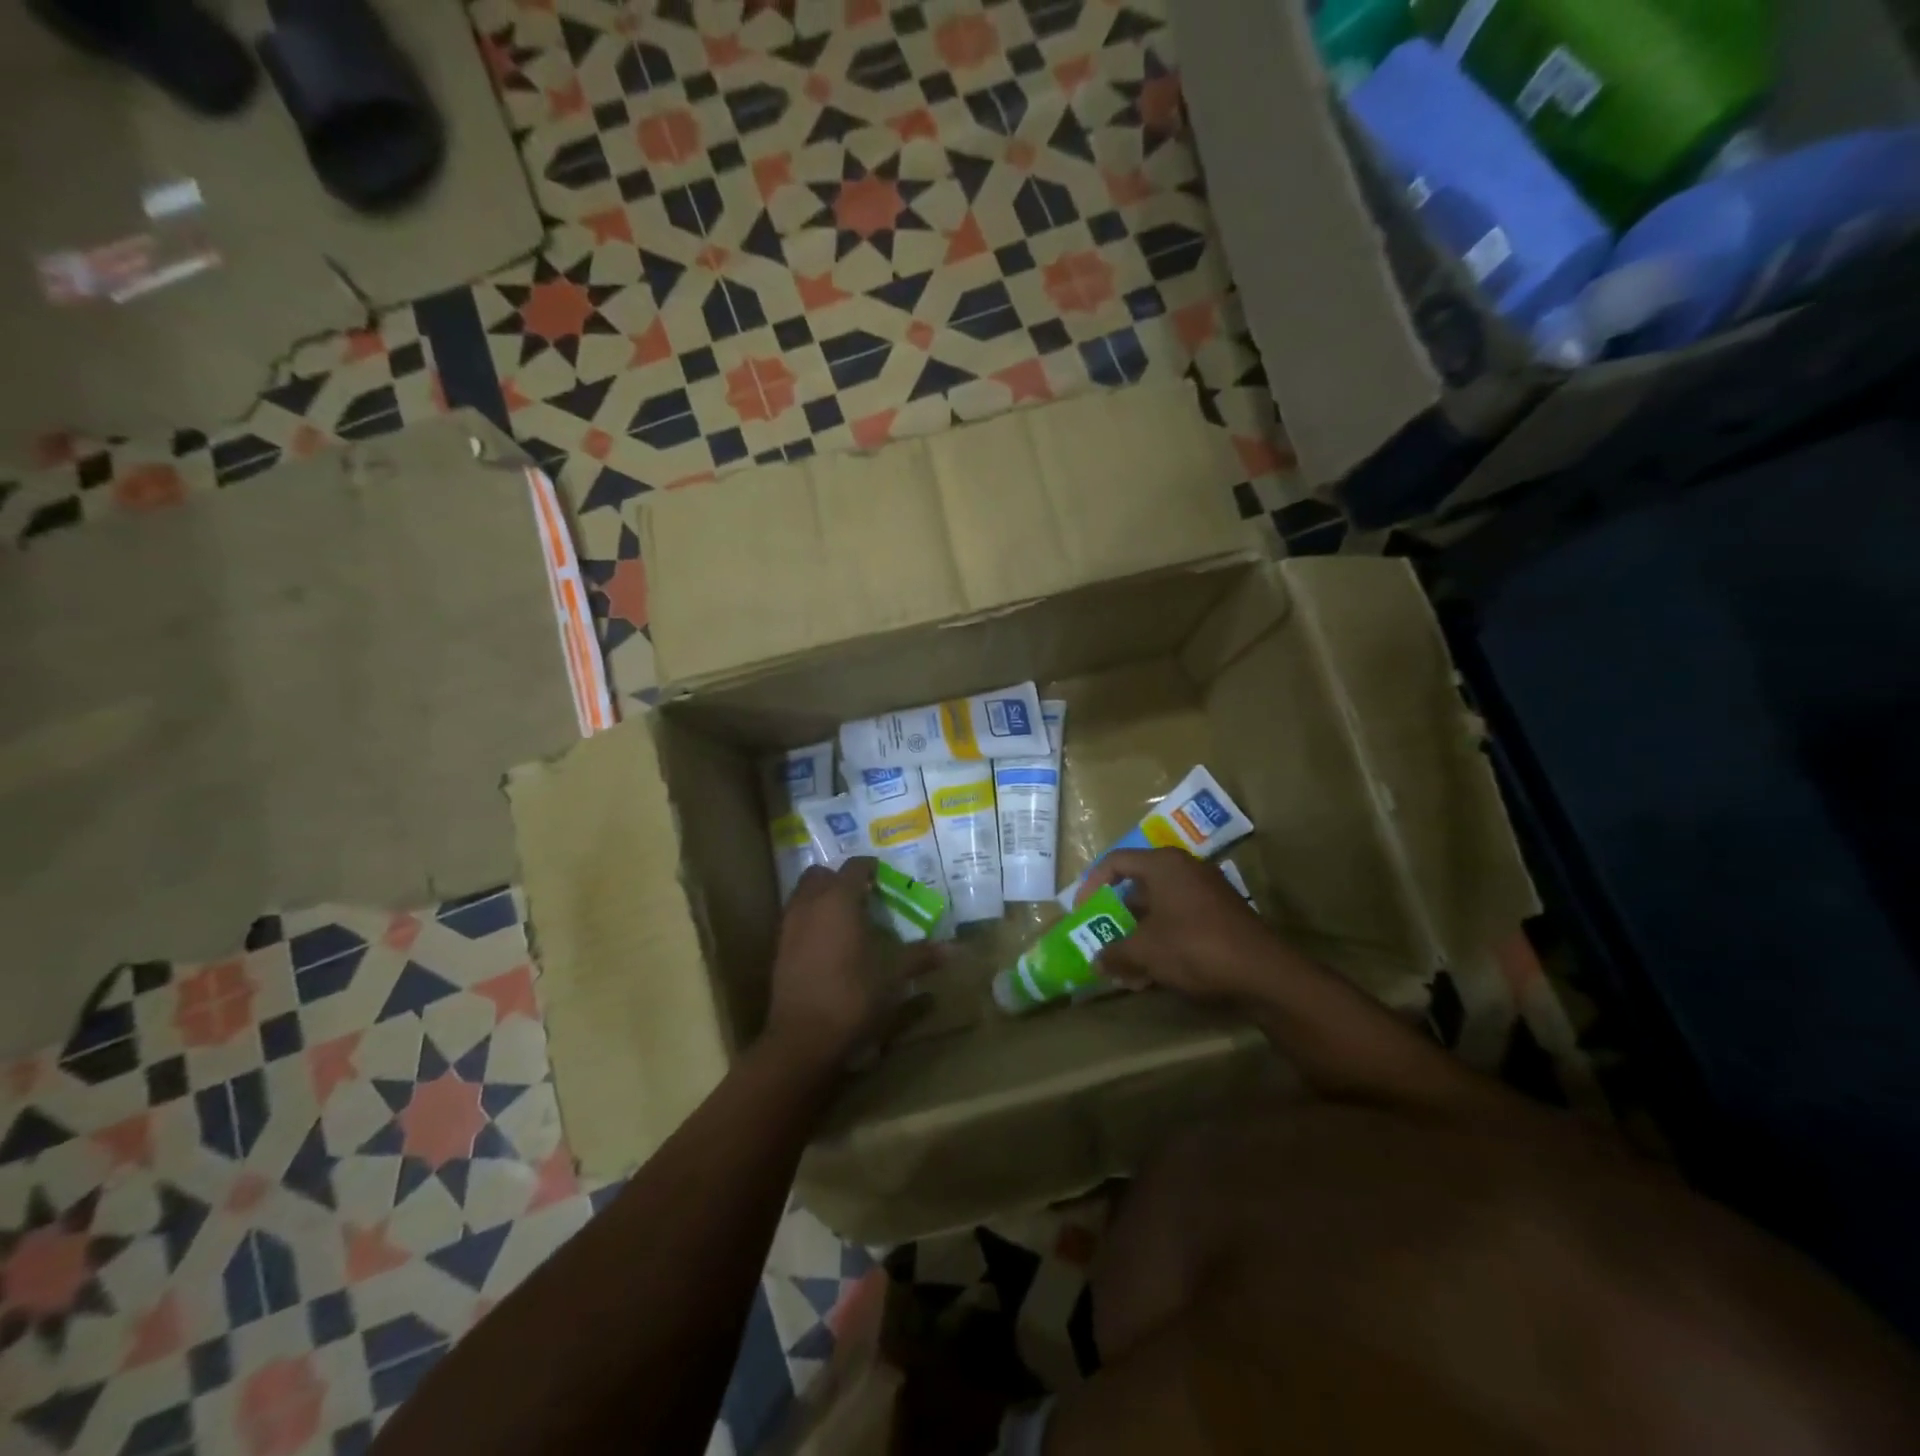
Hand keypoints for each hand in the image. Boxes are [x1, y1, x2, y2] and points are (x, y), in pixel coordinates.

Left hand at [764, 858, 934, 1068]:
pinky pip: (795, 918)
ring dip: (822, 897)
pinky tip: (828, 942)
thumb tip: (955, 949)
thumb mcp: (892, 976)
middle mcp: (810, 904)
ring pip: (804, 894)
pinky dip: (810, 919)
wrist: (802, 1037)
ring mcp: (789, 925)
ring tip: (846, 917)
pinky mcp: (778, 948)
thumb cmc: (852, 997)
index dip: (870, 868)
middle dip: (840, 879)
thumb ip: (920, 957)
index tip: (885, 877)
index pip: (854, 867)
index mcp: (839, 900)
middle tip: (863, 895)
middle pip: (821, 875)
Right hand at [1076, 848, 1291, 1006]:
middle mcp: (1184, 870)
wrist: (1264, 973)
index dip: (1092, 885)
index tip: (1082, 912)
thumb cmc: (1195, 947)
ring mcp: (1206, 893)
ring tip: (1123, 967)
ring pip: (1159, 909)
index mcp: (1163, 865)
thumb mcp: (1146, 951)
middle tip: (1101, 940)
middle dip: (1116, 918)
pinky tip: (1152, 976)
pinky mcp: (1221, 917)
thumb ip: (1115, 952)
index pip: (1115, 862)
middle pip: (1138, 886)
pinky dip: (1161, 942)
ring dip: (1137, 936)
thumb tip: (1096, 960)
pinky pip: (1179, 921)